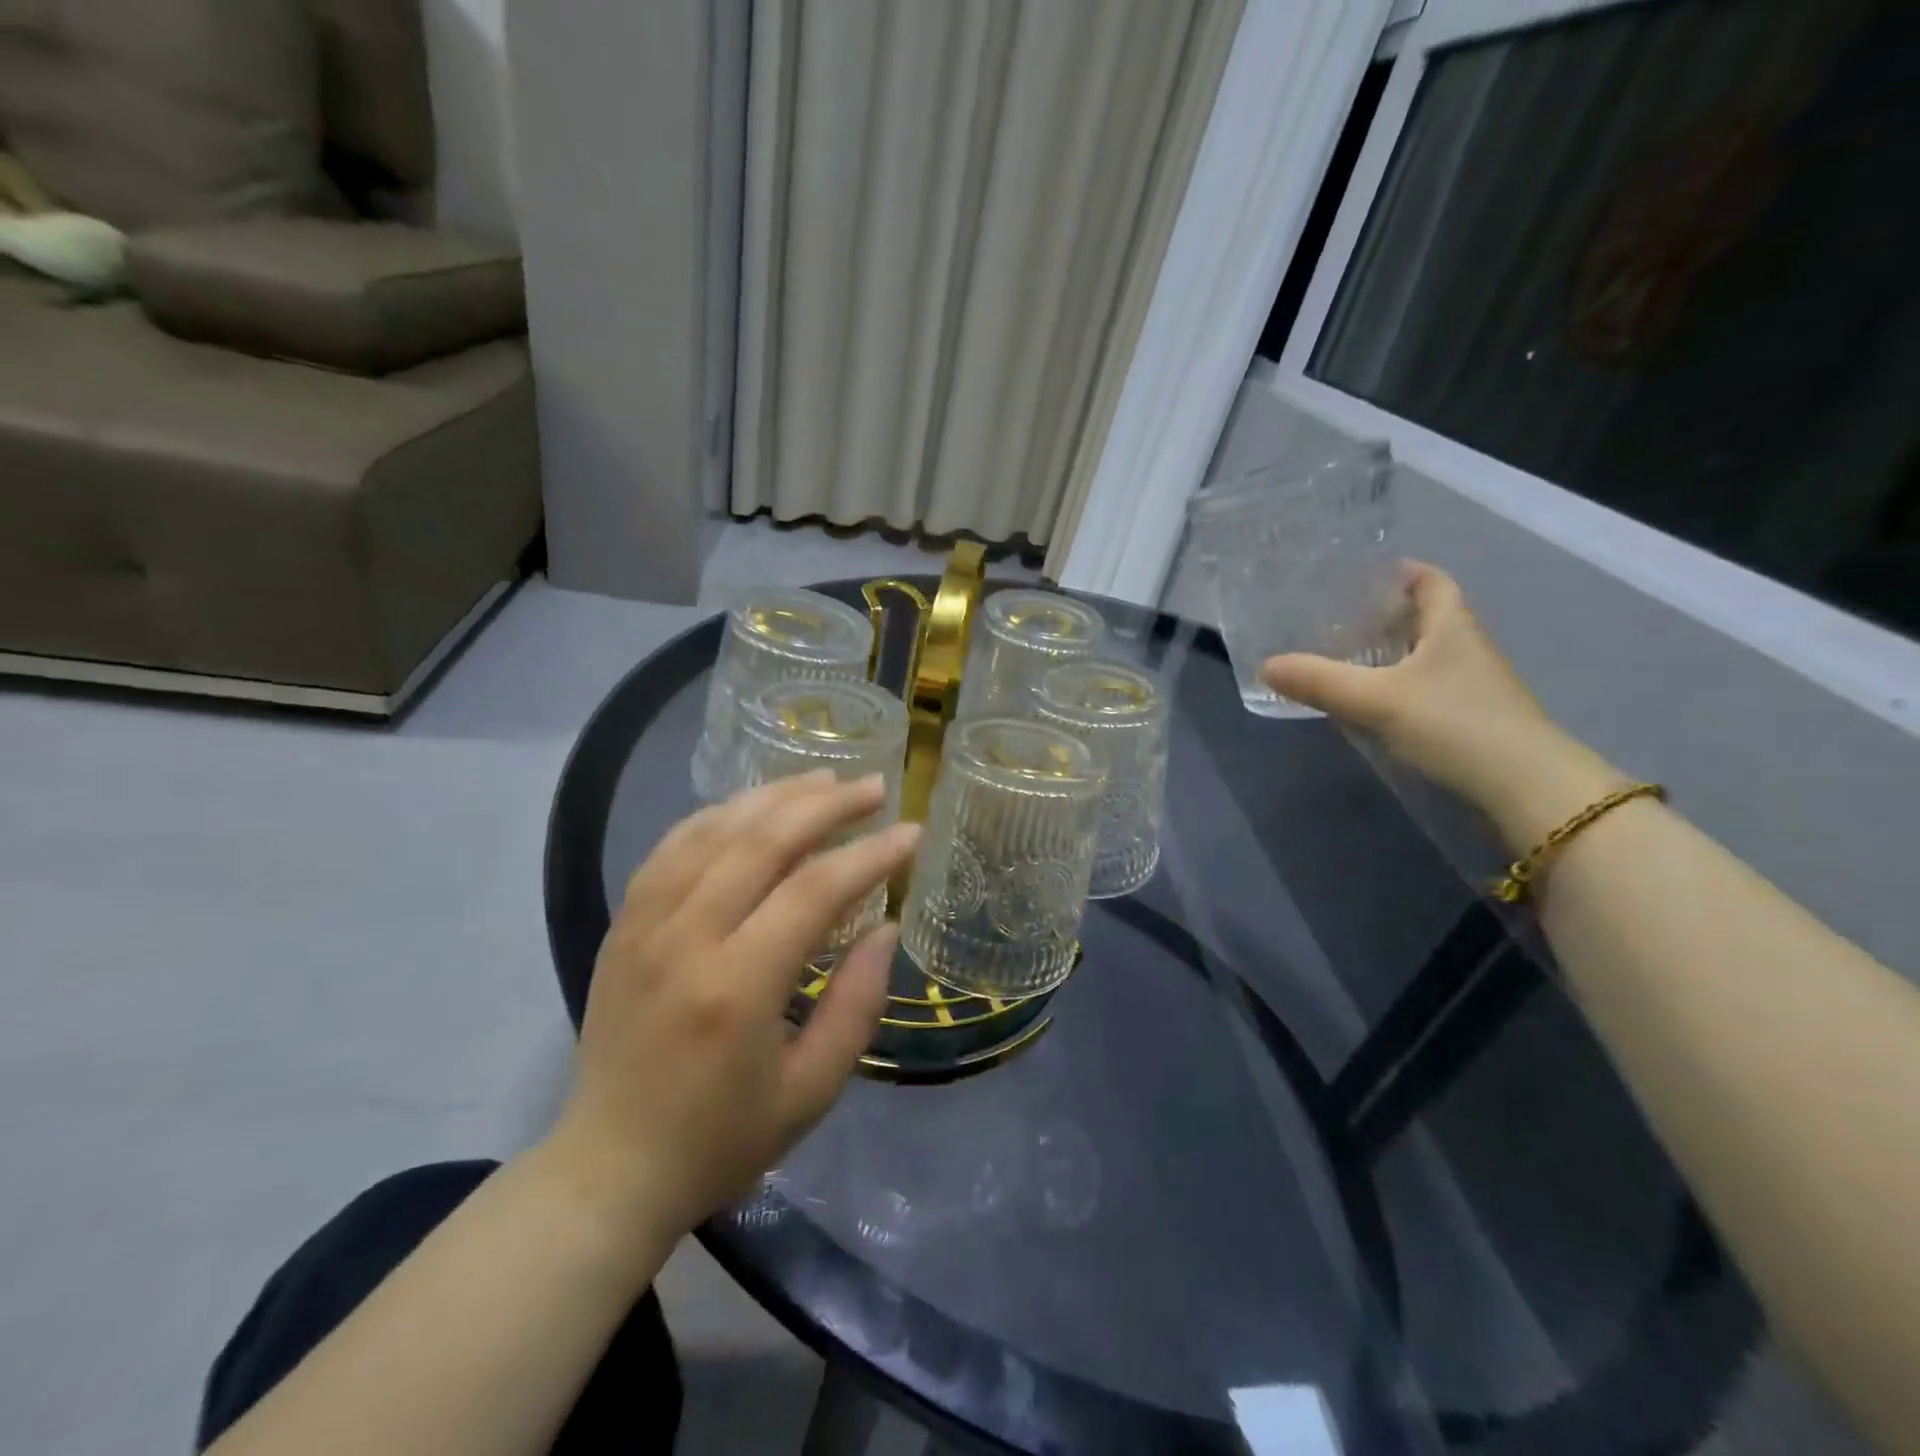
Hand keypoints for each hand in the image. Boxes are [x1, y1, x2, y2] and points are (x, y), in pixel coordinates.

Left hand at [542, 772, 921, 1241]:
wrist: (609, 1169)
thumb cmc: (721, 1139)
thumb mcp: (812, 1090)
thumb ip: (857, 1004)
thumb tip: (886, 926)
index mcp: (737, 988)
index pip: (815, 891)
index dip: (870, 855)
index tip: (911, 833)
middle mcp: (685, 939)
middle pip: (763, 840)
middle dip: (827, 804)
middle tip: (875, 788)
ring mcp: (645, 924)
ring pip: (715, 829)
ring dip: (775, 795)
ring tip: (824, 780)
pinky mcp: (624, 923)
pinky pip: (672, 845)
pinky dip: (719, 814)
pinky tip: (752, 805)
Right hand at [1261, 562, 1619, 847]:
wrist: (1525, 788)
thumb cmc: (1454, 724)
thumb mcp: (1376, 700)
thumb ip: (1320, 681)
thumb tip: (1264, 665)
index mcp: (1451, 626)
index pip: (1431, 581)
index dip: (1400, 573)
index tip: (1360, 576)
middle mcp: (1465, 648)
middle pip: (1425, 618)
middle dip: (1384, 614)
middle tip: (1334, 618)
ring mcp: (1471, 686)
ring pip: (1424, 656)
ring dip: (1389, 653)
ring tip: (1341, 657)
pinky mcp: (1469, 719)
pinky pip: (1425, 688)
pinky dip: (1397, 686)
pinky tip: (1370, 702)